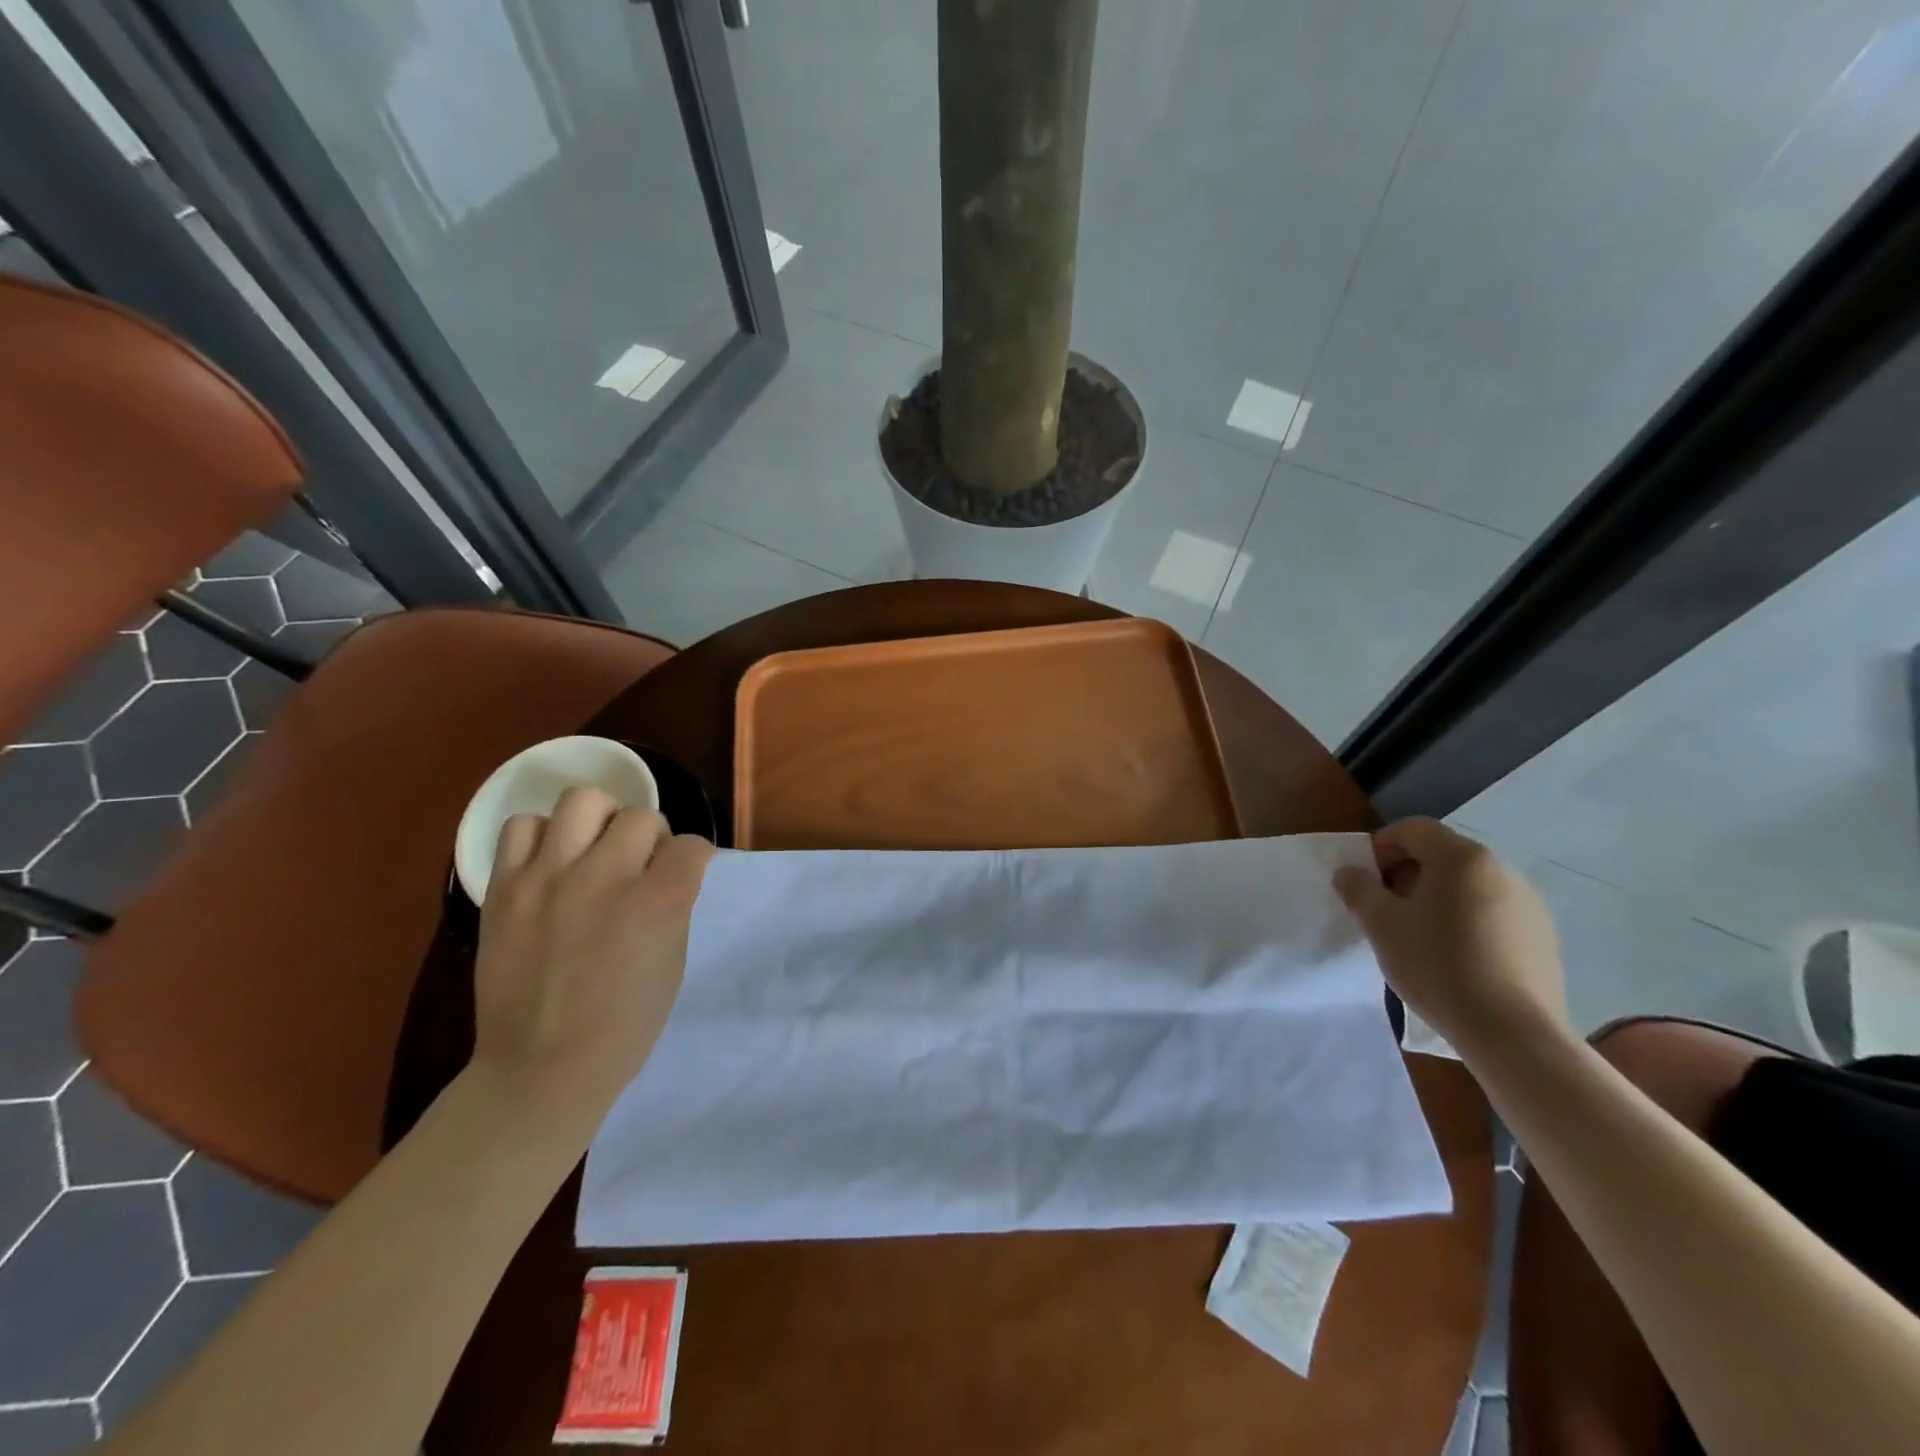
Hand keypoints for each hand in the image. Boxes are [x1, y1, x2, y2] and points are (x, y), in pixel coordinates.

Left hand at [470, 787, 713, 1127]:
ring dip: (600, 821)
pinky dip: (543, 837)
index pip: (692, 846)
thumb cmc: (624, 1025)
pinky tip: (551, 864)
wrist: (541, 1068)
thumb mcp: (673, 961)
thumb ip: (673, 906)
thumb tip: (667, 872)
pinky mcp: (504, 888)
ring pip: (584, 800)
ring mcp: (549, 878)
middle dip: (651, 837)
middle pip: (642, 816)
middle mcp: (605, 877)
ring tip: (594, 850)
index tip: (684, 873)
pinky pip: (523, 827)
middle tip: (639, 866)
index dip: (694, 858)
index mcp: (658, 902)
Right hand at [1333, 818, 1569, 1052]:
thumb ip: (1359, 889)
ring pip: (1467, 886)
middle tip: (1385, 911)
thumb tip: (1350, 872)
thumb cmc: (1437, 965)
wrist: (1512, 1033)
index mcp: (1462, 858)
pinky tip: (1454, 959)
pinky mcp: (1543, 938)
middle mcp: (1502, 869)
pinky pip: (1492, 914)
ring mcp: (1529, 904)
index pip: (1412, 829)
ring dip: (1436, 900)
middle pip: (1441, 855)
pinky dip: (1465, 922)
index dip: (1380, 847)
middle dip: (1406, 875)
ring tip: (1418, 937)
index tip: (1364, 882)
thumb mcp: (1380, 924)